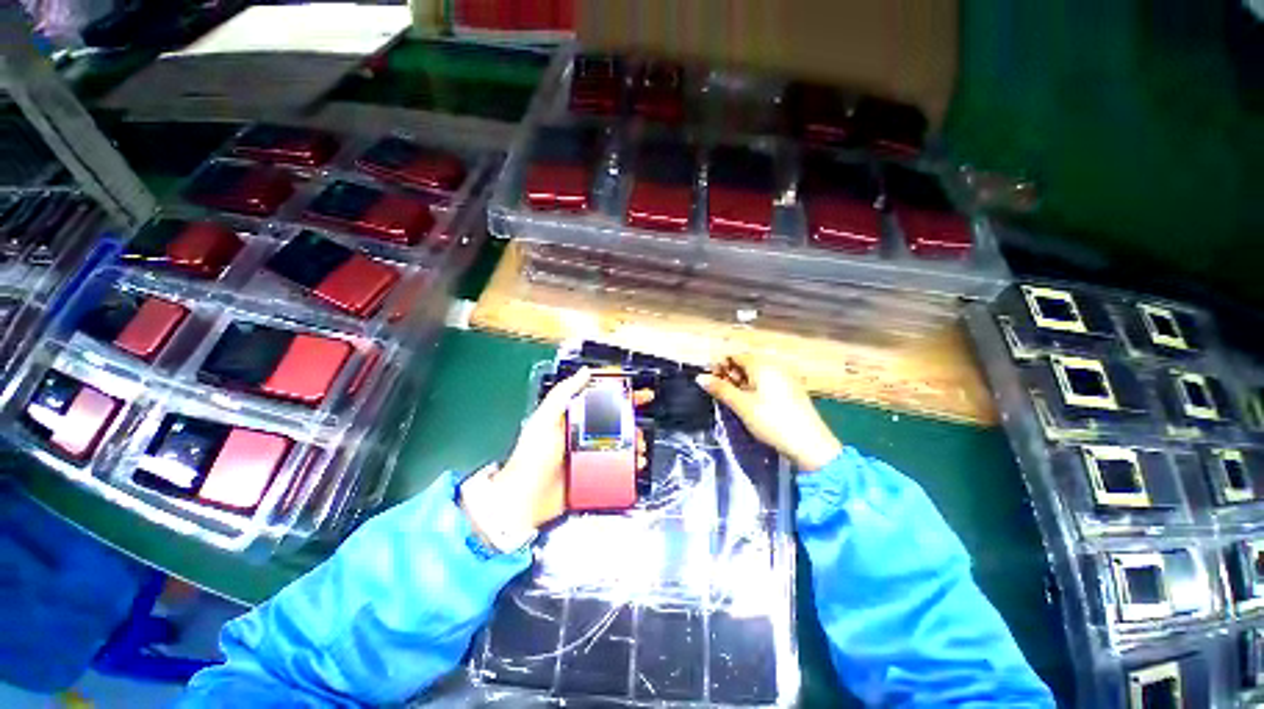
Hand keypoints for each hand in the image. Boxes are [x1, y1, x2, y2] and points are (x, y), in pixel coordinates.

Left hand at [479, 368, 651, 532]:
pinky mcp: (592, 474)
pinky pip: (616, 465)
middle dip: (632, 420)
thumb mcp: (544, 419)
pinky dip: (629, 464)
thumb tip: (584, 371)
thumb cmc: (532, 455)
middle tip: (642, 423)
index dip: (619, 392)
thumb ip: (562, 394)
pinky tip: (636, 464)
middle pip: (614, 421)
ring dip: (633, 443)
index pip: (599, 399)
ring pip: (618, 443)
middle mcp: (582, 433)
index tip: (637, 391)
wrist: (525, 498)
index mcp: (571, 417)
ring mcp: (588, 454)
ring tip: (639, 447)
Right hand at [696, 354, 841, 470]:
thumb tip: (700, 377)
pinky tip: (749, 402)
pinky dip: (753, 388)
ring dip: (740, 382)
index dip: (720, 365)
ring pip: (755, 374)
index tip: (710, 381)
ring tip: (732, 399)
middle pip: (745, 363)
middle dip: (729, 374)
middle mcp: (775, 366)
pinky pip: (766, 382)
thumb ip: (720, 389)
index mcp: (763, 365)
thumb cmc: (772, 421)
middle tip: (719, 392)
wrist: (810, 445)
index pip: (735, 356)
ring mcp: (785, 377)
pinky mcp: (791, 390)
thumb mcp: (742, 405)